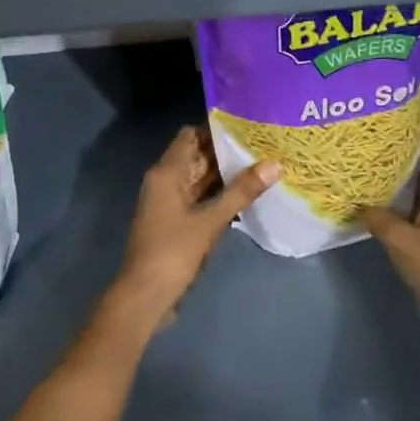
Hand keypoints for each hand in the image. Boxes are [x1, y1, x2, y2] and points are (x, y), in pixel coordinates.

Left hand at [101, 126, 279, 342]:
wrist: (145, 296)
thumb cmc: (173, 252)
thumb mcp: (210, 221)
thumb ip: (241, 192)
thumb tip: (275, 164)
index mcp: (167, 173)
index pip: (191, 135)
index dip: (216, 128)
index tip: (247, 124)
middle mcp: (166, 181)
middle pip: (197, 156)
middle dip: (226, 151)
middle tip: (263, 143)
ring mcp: (170, 203)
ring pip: (200, 179)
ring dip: (225, 174)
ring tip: (262, 164)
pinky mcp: (177, 222)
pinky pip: (200, 199)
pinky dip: (219, 195)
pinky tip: (247, 195)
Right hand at [360, 120, 419, 364]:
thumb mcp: (404, 242)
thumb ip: (380, 220)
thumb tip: (360, 206)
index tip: (411, 111)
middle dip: (414, 148)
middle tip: (382, 135)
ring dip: (407, 176)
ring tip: (375, 162)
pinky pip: (419, 212)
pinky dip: (403, 203)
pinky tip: (379, 203)